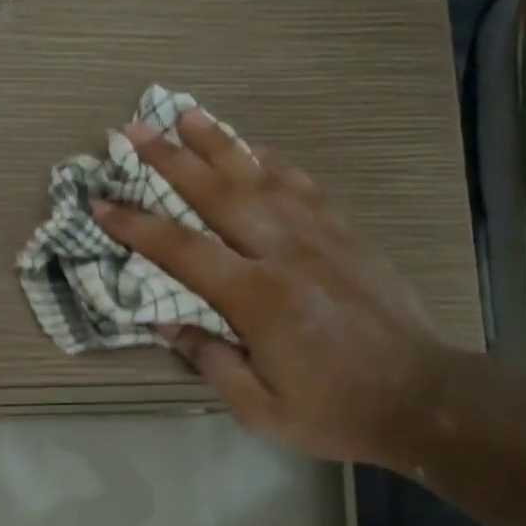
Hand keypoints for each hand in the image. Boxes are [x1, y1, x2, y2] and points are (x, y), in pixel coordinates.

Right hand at [93, 109, 444, 465]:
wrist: (424, 398)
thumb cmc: (335, 411)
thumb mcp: (260, 408)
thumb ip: (211, 360)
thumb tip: (167, 324)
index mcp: (258, 298)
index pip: (183, 251)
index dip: (137, 226)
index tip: (101, 202)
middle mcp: (285, 253)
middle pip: (219, 194)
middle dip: (171, 159)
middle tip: (135, 129)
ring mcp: (321, 236)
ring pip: (261, 177)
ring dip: (220, 143)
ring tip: (187, 114)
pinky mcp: (347, 233)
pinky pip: (304, 185)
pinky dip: (274, 161)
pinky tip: (255, 148)